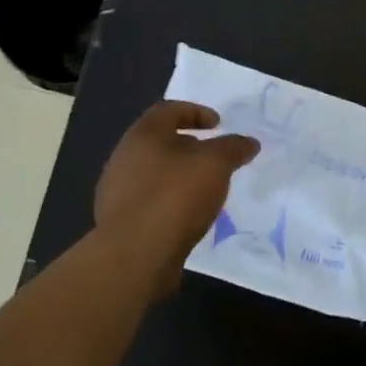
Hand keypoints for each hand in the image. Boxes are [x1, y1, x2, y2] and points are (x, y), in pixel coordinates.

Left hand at [95, 101, 259, 290]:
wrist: (133, 256)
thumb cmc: (174, 197)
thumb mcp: (215, 165)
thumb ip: (233, 148)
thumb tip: (249, 142)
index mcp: (143, 135)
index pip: (168, 109)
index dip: (196, 111)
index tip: (218, 125)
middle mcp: (123, 157)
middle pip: (159, 141)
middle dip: (189, 146)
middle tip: (213, 157)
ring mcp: (117, 191)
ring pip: (153, 172)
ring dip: (179, 175)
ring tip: (204, 189)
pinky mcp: (118, 221)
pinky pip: (149, 200)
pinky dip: (170, 200)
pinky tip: (187, 216)